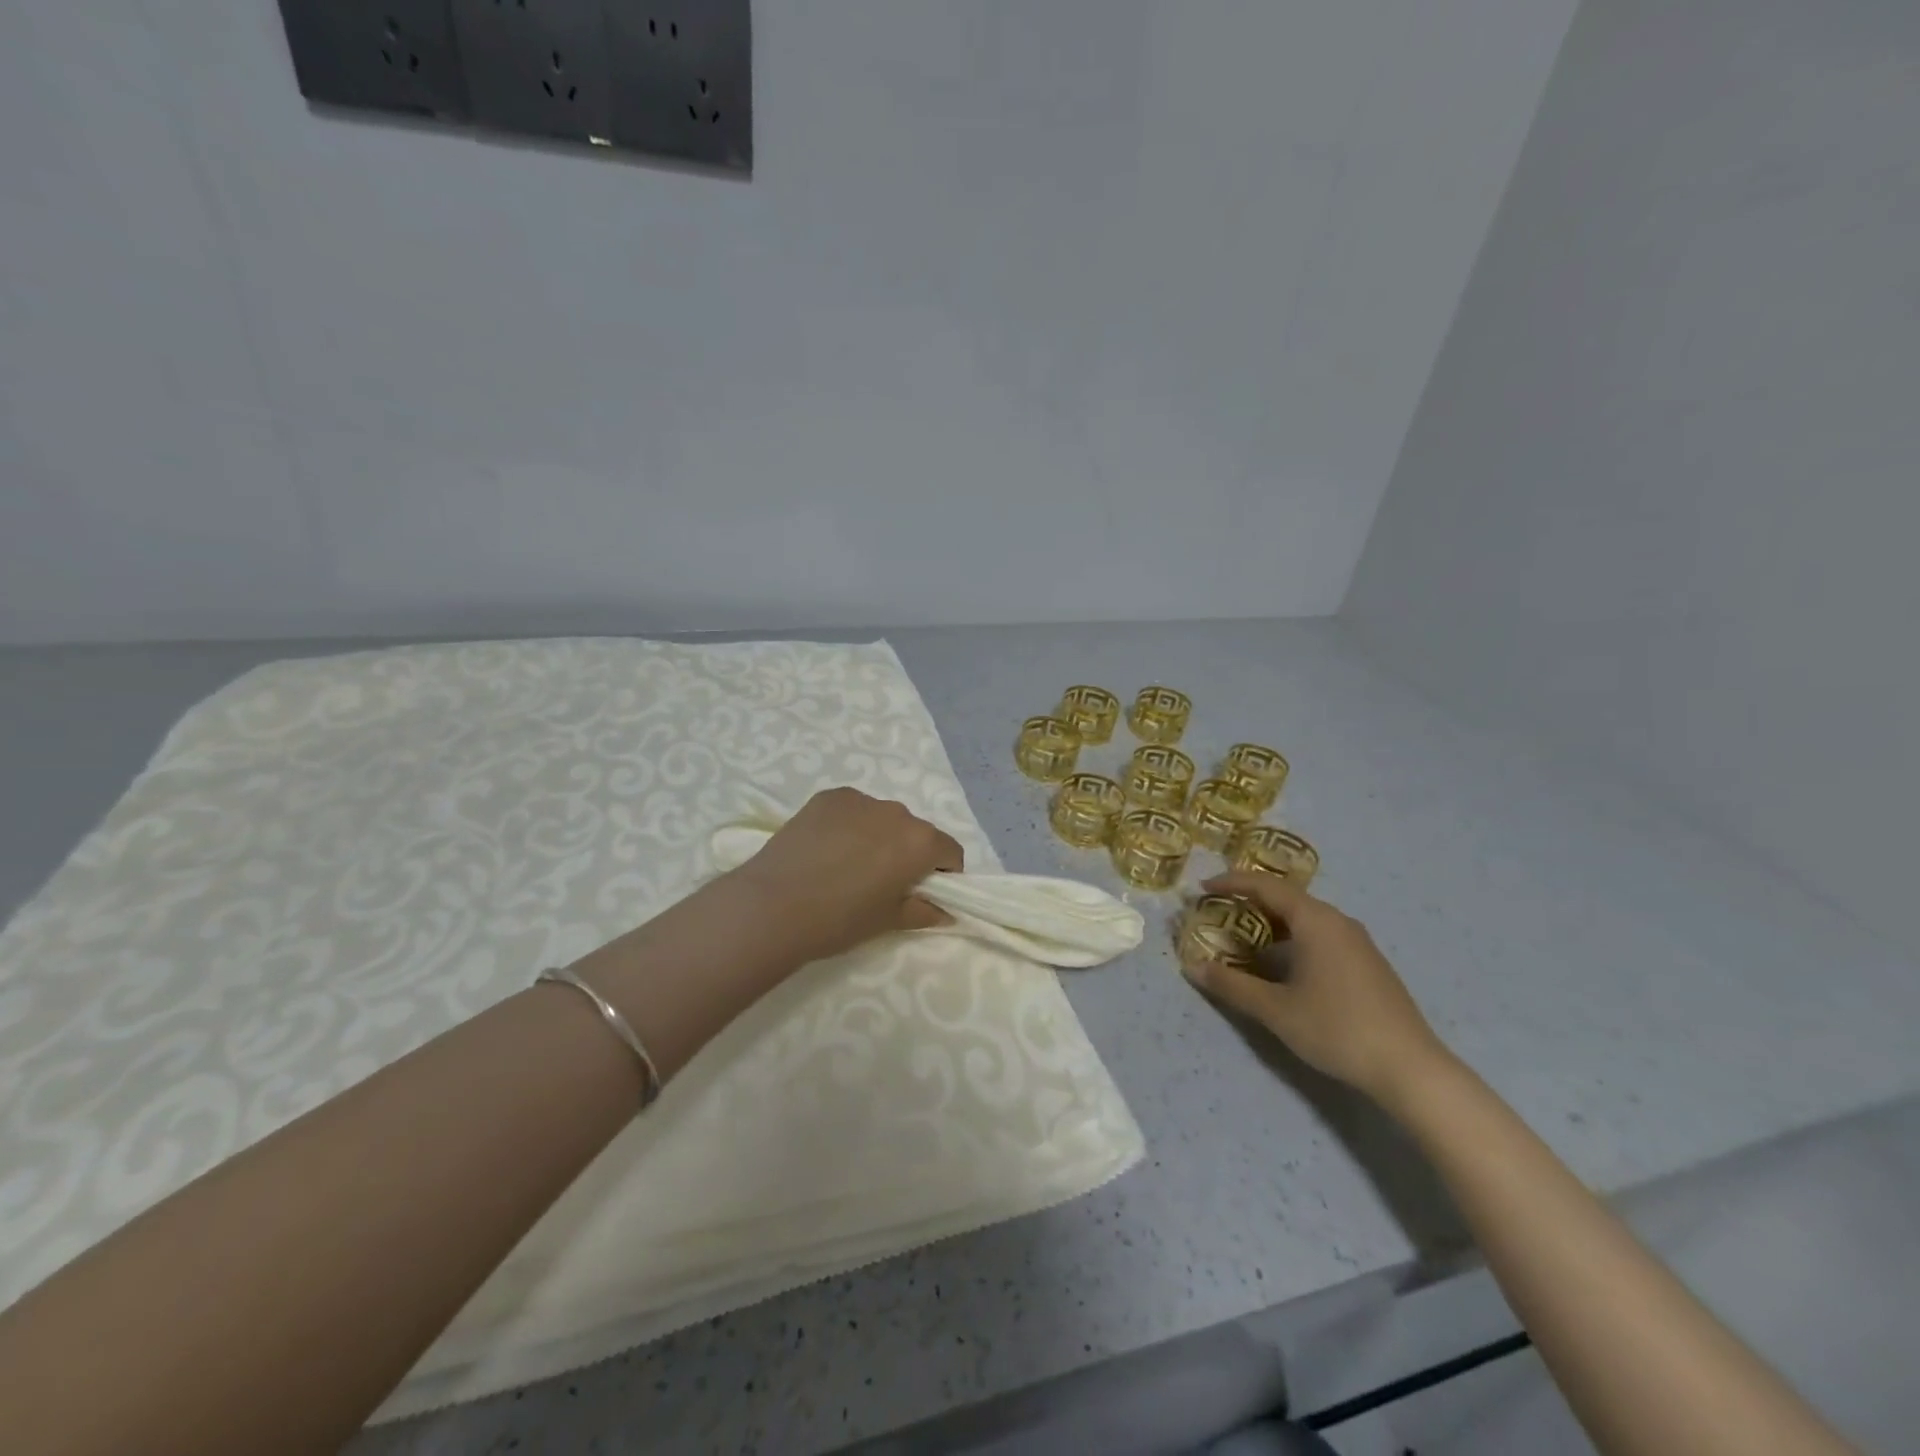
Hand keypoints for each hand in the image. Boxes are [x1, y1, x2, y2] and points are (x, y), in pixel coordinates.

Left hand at [727, 787, 963, 964]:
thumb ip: (924, 912)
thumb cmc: (840, 919)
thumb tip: (945, 911)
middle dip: (908, 854)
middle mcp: (896, 812)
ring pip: (882, 818)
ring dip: (878, 837)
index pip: (950, 851)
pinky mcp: (828, 797)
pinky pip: (853, 810)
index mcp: (919, 842)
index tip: (922, 894)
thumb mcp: (888, 922)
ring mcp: (860, 799)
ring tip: (847, 866)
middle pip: (916, 832)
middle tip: (881, 884)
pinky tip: (825, 851)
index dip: (943, 874)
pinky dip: (849, 826)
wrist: (773, 905)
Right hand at [1185, 871, 1449, 1106]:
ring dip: (1272, 923)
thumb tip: (1193, 967)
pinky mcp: (1368, 965)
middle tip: (1218, 912)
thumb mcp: (1275, 1009)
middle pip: (1287, 899)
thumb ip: (1232, 985)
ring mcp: (1358, 943)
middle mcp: (1338, 922)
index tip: (1203, 888)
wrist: (1410, 1069)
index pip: (1266, 886)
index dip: (1232, 883)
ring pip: (1306, 919)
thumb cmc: (1336, 1028)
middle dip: (1250, 902)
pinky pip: (1321, 936)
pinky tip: (1283, 965)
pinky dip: (1293, 939)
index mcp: (1316, 921)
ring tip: (1243, 938)